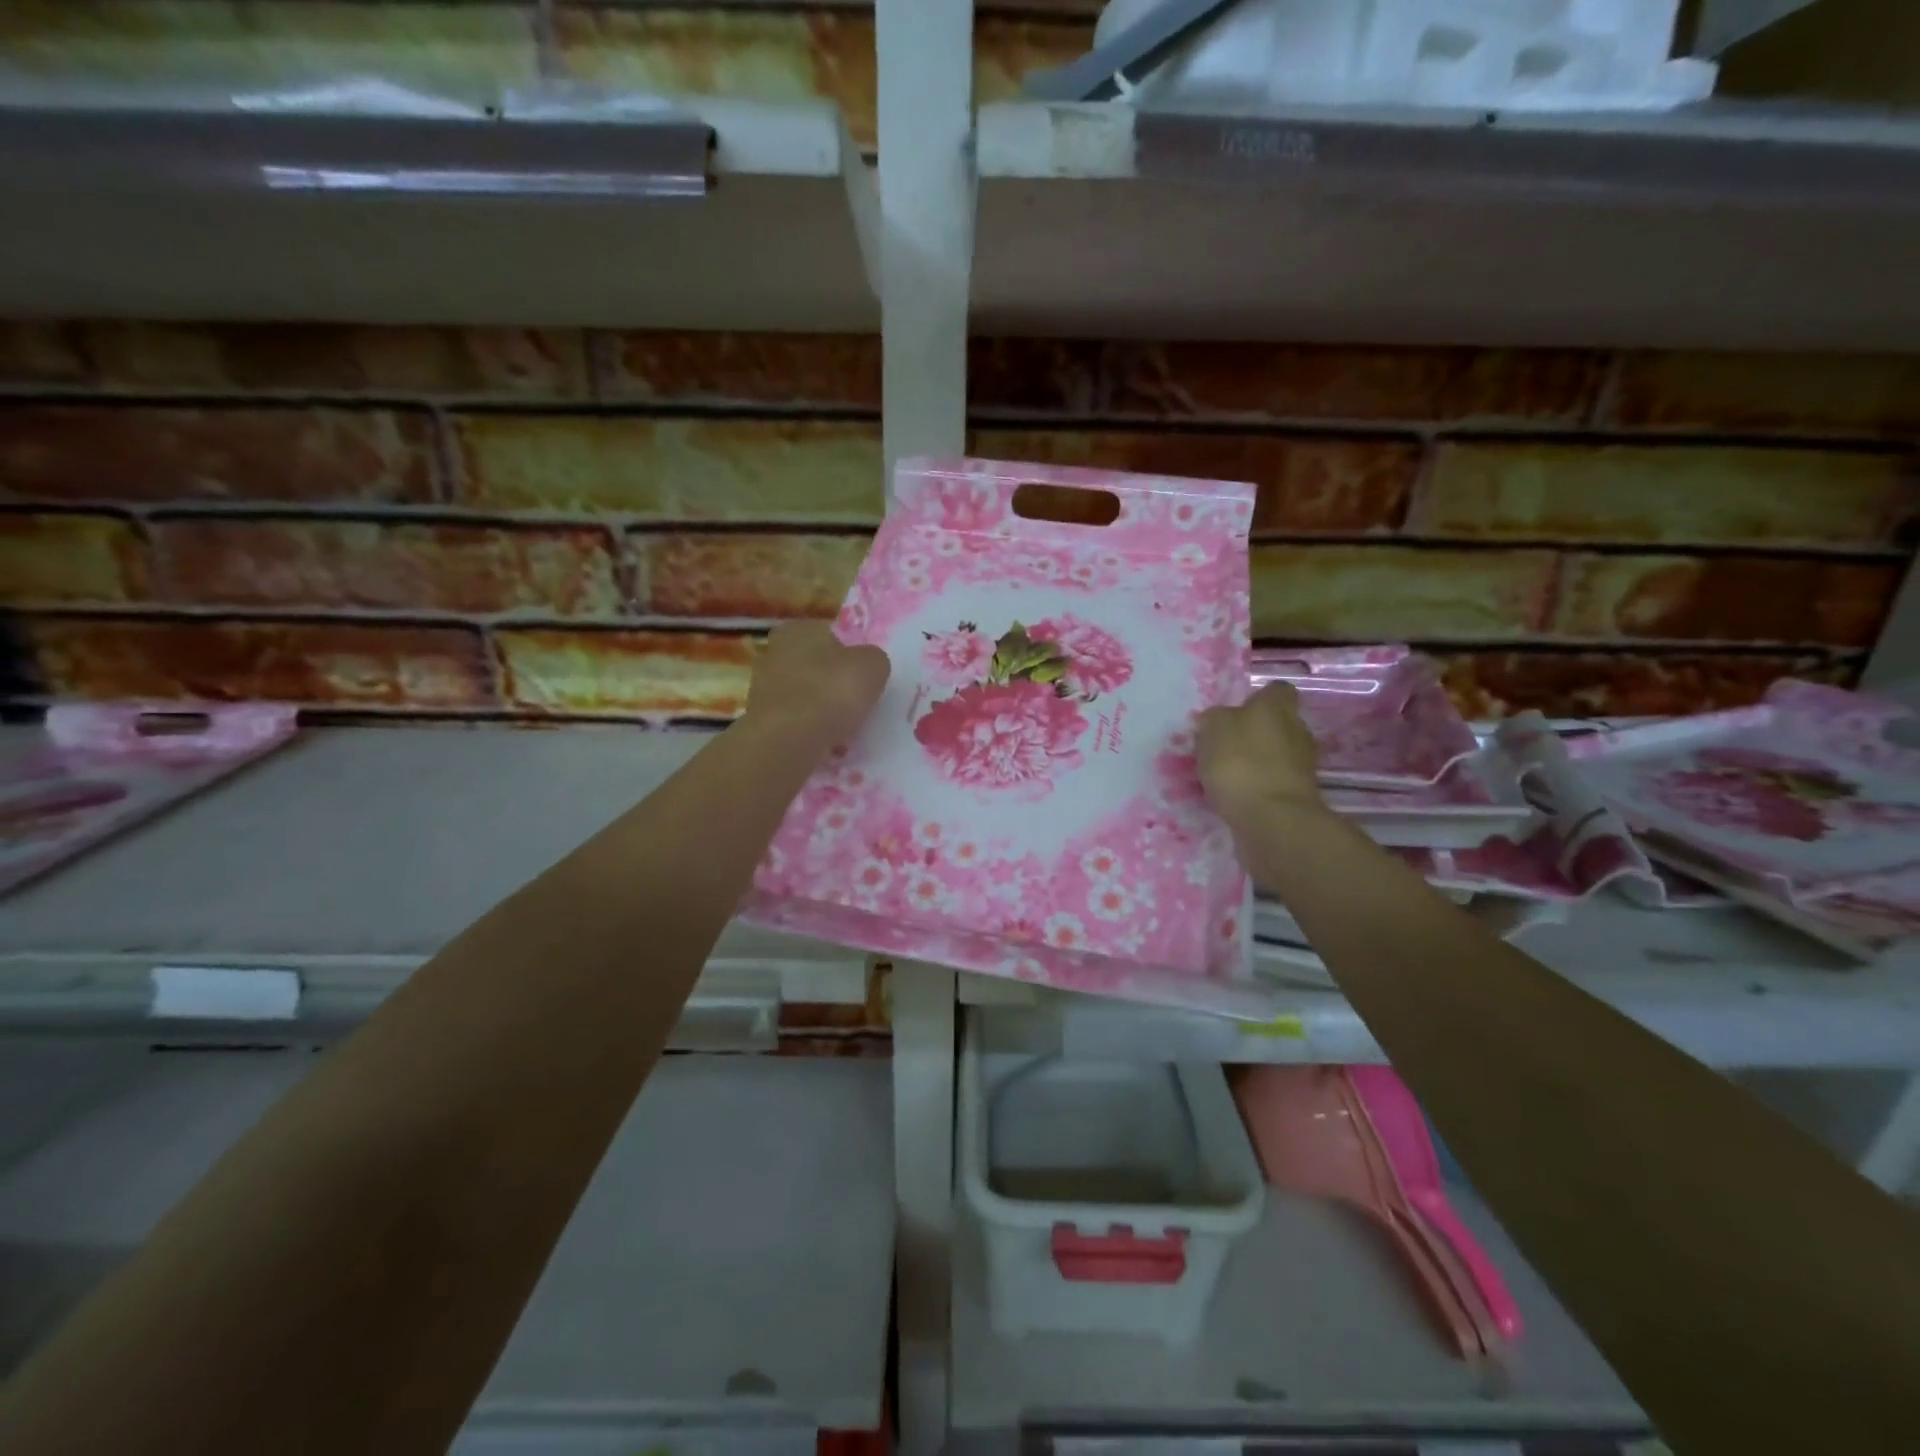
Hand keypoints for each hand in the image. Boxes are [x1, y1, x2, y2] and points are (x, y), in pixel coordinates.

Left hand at [746, 622, 890, 748]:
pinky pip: (796, 722)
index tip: (863, 675)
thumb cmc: (833, 690)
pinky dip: (811, 730)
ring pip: (804, 695)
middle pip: (814, 665)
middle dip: (832, 681)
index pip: (828, 634)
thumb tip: (867, 665)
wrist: (791, 739)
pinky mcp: (763, 722)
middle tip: (856, 701)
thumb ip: (873, 659)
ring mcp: (763, 689)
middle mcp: (774, 653)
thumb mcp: (873, 665)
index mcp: (797, 629)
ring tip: (845, 727)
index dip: (849, 653)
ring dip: (822, 708)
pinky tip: (827, 742)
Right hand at [1196, 683, 1325, 828]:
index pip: (1275, 690)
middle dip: (1256, 732)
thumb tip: (1213, 718)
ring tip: (1228, 775)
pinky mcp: (1299, 794)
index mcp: (1276, 707)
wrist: (1272, 818)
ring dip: (1258, 760)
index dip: (1257, 699)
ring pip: (1277, 753)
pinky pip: (1275, 780)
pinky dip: (1260, 785)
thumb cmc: (1240, 763)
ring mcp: (1303, 763)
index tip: (1236, 712)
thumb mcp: (1212, 730)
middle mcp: (1296, 729)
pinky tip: (1239, 795)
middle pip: (1277, 723)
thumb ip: (1212, 719)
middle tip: (1225, 745)